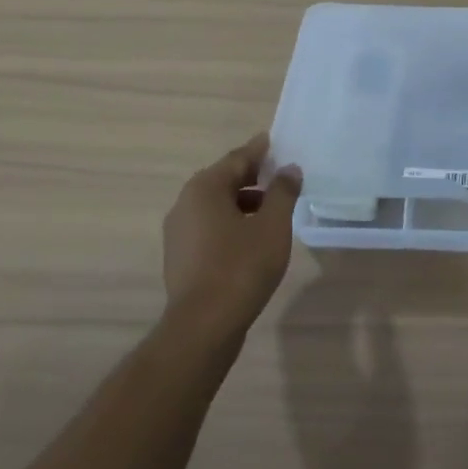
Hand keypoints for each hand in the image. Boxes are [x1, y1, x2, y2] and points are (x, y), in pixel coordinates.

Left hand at [162, 133, 301, 341]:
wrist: (203, 326)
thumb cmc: (241, 267)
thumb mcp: (273, 225)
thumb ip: (283, 192)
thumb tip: (289, 169)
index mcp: (205, 188)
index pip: (238, 158)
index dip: (260, 150)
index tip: (275, 141)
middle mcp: (185, 203)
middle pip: (224, 180)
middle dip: (253, 176)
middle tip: (280, 174)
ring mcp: (179, 232)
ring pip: (216, 205)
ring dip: (243, 202)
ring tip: (272, 209)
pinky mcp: (180, 257)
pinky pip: (209, 227)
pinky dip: (231, 222)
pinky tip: (252, 237)